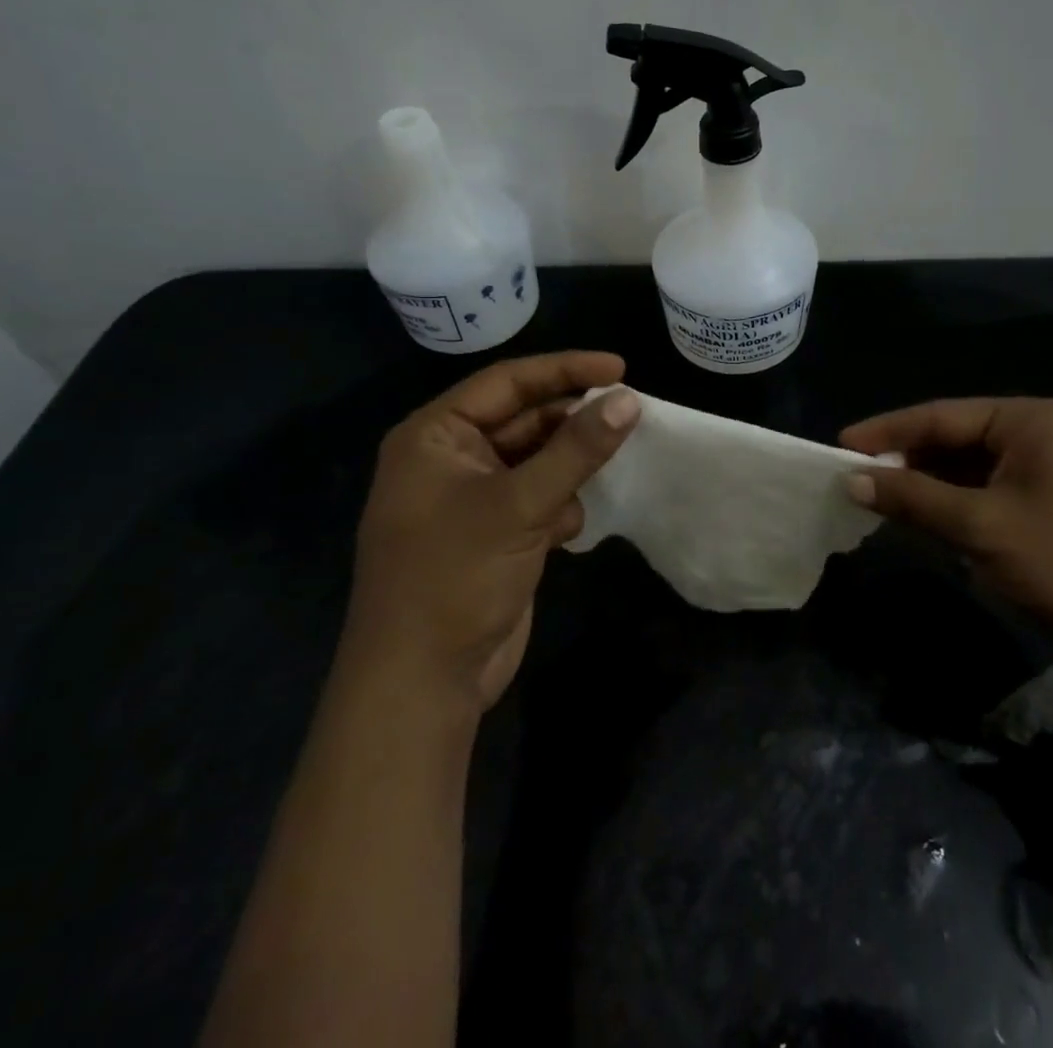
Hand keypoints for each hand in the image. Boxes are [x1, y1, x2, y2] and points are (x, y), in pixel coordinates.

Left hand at [351, 353, 640, 713]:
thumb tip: (629, 399)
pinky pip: (538, 498)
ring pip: (537, 461)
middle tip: (627, 416)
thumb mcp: (520, 505)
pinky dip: (557, 507)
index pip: (507, 382)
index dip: (565, 370)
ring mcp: (472, 499)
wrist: (422, 684)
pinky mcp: (494, 534)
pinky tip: (563, 532)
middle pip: (524, 420)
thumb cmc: (455, 578)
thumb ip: (576, 449)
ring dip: (567, 470)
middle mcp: (450, 460)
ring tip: (598, 476)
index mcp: (434, 437)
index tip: (621, 368)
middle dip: (571, 423)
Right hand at [840, 399, 1052, 659]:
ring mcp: (1046, 468)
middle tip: (855, 475)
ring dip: (926, 483)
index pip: (940, 416)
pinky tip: (921, 517)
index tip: (840, 446)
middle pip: (953, 438)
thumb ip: (914, 498)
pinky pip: (986, 490)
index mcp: (1028, 420)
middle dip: (905, 458)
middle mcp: (1037, 433)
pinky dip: (952, 502)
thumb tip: (852, 479)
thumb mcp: (981, 527)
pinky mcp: (1048, 502)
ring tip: (877, 496)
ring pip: (967, 467)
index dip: (886, 431)